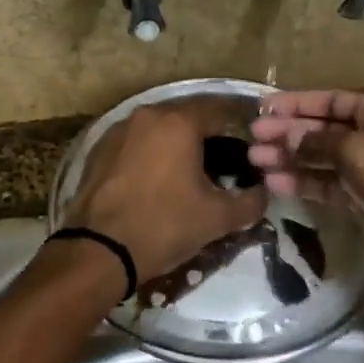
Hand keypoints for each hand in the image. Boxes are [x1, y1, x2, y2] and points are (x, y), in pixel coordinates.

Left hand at [66, 100, 268, 291]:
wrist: (99, 251)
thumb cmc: (164, 226)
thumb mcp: (218, 218)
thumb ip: (251, 201)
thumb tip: (264, 192)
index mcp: (179, 122)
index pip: (220, 111)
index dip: (240, 129)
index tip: (250, 149)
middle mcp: (148, 115)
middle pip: (187, 116)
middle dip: (207, 135)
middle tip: (224, 161)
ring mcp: (119, 129)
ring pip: (159, 128)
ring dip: (176, 143)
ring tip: (190, 171)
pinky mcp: (99, 149)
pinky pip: (135, 143)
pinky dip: (150, 153)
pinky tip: (157, 179)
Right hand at [248, 91, 363, 296]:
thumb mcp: (358, 151)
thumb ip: (318, 141)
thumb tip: (288, 134)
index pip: (331, 101)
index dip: (297, 104)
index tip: (263, 109)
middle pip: (323, 129)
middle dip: (288, 133)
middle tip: (252, 138)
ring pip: (321, 159)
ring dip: (290, 159)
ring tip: (255, 162)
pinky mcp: (363, 201)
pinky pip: (326, 186)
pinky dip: (303, 183)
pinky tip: (275, 183)